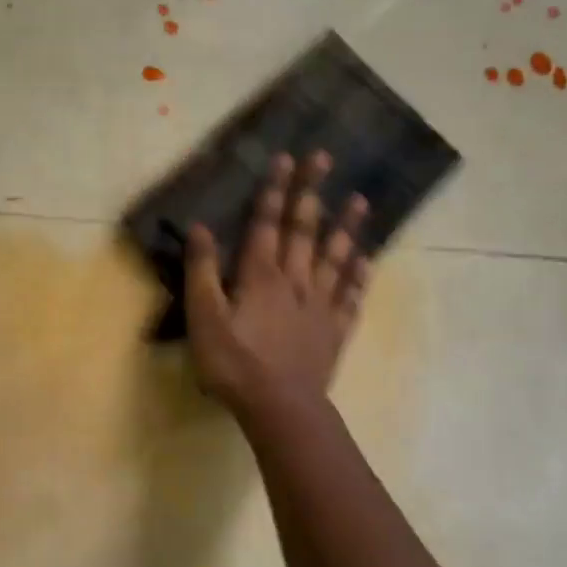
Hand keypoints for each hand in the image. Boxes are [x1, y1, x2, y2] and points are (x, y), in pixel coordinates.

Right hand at [184, 151, 370, 416]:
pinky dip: (359, 278)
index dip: (275, 191)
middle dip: (311, 193)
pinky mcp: (334, 332)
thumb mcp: (203, 317)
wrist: (280, 408)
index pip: (267, 224)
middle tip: (324, 158)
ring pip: (335, 258)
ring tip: (360, 201)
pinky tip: (367, 262)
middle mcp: (295, 281)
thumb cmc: (234, 363)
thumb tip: (199, 227)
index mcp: (261, 276)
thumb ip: (201, 271)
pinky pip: (350, 298)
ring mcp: (320, 306)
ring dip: (346, 228)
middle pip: (304, 231)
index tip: (286, 158)